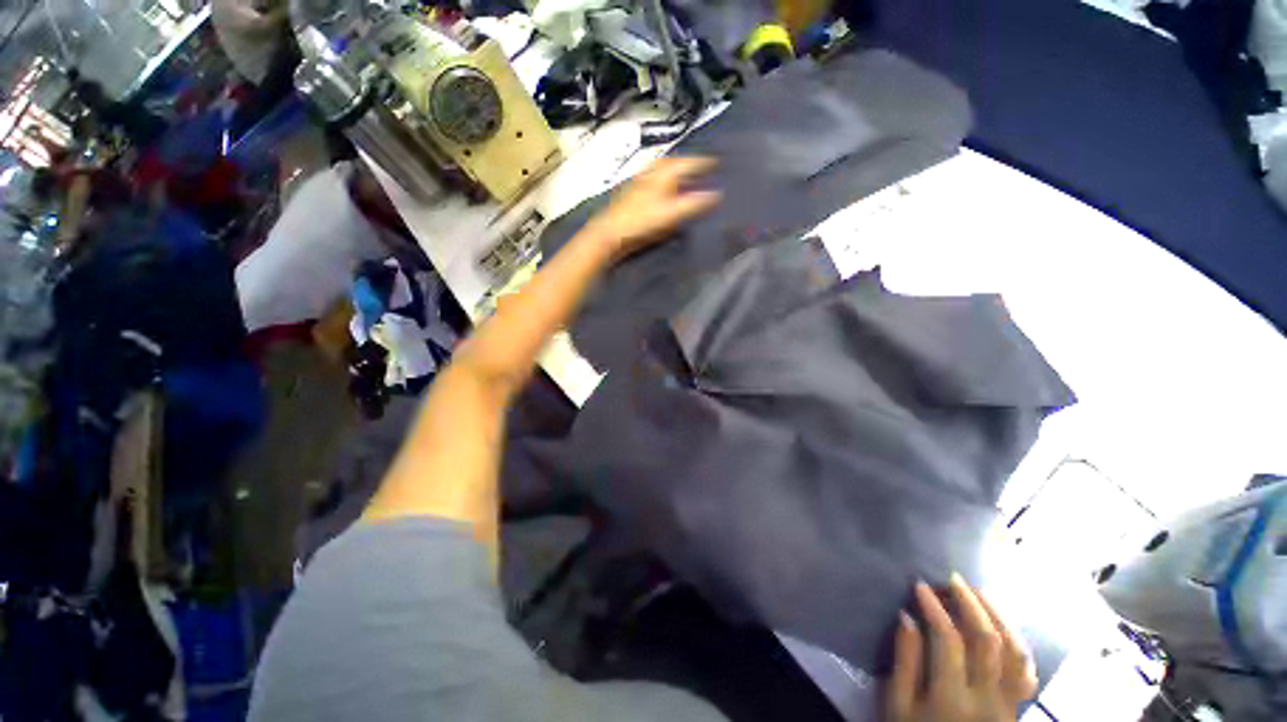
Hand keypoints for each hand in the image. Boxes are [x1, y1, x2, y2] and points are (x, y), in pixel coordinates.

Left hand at [582, 157, 720, 259]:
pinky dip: (663, 183)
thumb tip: (717, 195)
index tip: (716, 162)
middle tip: (701, 168)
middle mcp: (651, 172)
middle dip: (688, 163)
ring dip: (675, 172)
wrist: (611, 233)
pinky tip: (664, 193)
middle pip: (674, 162)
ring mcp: (640, 182)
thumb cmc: (641, 221)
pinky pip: (653, 181)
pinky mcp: (632, 194)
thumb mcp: (672, 214)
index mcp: (663, 172)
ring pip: (662, 171)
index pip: (689, 162)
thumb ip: (694, 204)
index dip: (703, 163)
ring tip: (685, 179)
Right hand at [886, 575, 1037, 721]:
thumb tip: (907, 617)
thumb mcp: (898, 706)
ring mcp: (1008, 705)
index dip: (934, 608)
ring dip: (1000, 618)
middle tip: (953, 579)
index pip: (949, 641)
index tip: (920, 585)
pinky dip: (1019, 644)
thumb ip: (904, 662)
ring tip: (981, 594)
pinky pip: (1027, 672)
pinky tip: (1005, 627)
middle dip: (970, 604)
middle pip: (988, 642)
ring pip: (1015, 653)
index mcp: (951, 698)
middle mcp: (987, 699)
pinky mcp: (1017, 709)